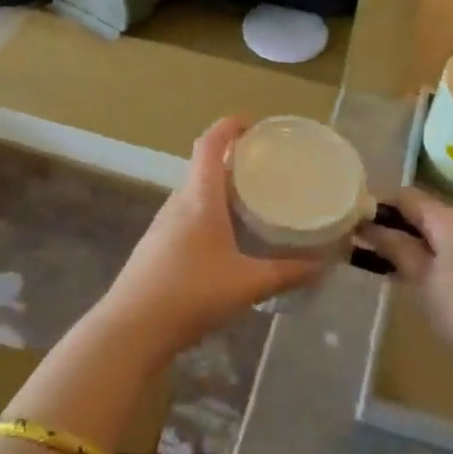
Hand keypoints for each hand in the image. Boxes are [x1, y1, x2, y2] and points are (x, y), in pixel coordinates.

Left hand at [95, 117, 322, 363]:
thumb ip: (286, 273)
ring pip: (194, 194)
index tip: (253, 124)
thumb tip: (321, 265)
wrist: (131, 329)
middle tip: (263, 168)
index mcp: (199, 198)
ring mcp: (162, 226)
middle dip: (231, 161)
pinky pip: (186, 217)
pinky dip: (207, 214)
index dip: (229, 126)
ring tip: (249, 202)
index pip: (210, 144)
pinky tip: (224, 241)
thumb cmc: (190, 293)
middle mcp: (178, 203)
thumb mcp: (246, 284)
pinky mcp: (155, 248)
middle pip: (202, 167)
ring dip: (218, 190)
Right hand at [357, 188, 452, 369]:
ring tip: (382, 261)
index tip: (353, 222)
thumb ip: (394, 247)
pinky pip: (449, 246)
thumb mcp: (421, 278)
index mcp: (448, 217)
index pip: (405, 196)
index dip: (378, 205)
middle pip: (421, 211)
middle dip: (392, 224)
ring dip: (410, 241)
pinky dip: (428, 253)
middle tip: (362, 244)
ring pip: (435, 231)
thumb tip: (367, 225)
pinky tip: (413, 274)